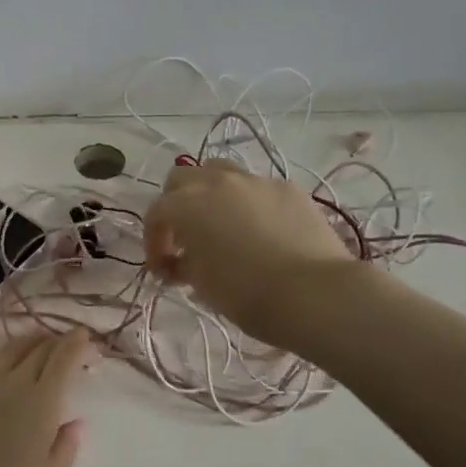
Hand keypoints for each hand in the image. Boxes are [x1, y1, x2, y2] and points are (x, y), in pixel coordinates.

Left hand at [0, 329, 92, 466]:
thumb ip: (64, 450)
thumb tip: (75, 422)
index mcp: (40, 402)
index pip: (63, 360)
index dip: (76, 344)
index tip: (85, 336)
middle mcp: (10, 382)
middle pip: (37, 349)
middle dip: (56, 340)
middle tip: (66, 341)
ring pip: (8, 349)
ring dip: (28, 342)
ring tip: (37, 342)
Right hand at [144, 162, 358, 346]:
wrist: (312, 293)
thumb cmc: (245, 293)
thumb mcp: (202, 285)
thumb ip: (183, 266)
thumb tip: (180, 262)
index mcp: (187, 205)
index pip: (156, 214)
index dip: (153, 241)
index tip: (162, 269)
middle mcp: (217, 182)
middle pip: (182, 179)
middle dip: (176, 206)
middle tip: (184, 239)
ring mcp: (256, 181)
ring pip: (221, 173)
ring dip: (211, 195)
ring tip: (221, 225)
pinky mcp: (289, 188)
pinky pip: (257, 189)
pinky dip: (249, 204)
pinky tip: (261, 232)